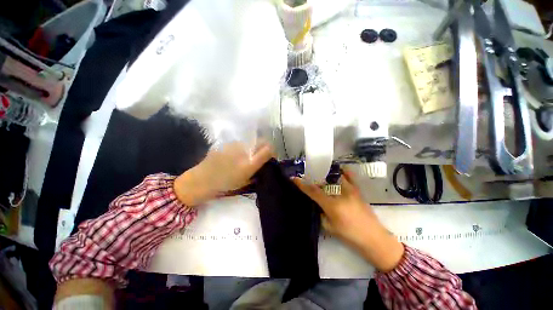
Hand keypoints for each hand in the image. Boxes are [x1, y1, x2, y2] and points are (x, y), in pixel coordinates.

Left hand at [174, 142, 272, 205]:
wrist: (201, 180)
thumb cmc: (225, 184)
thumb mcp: (245, 181)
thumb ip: (258, 171)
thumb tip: (266, 164)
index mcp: (250, 162)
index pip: (269, 149)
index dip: (272, 151)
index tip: (271, 157)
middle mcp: (244, 150)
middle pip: (261, 141)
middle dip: (264, 148)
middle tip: (259, 156)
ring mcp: (234, 144)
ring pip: (250, 142)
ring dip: (252, 147)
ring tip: (246, 156)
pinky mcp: (227, 142)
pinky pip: (240, 143)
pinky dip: (242, 148)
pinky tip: (235, 155)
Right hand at [292, 169, 403, 271]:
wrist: (375, 240)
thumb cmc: (351, 236)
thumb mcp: (330, 228)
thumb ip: (321, 214)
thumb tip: (318, 205)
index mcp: (332, 205)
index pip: (313, 192)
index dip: (302, 185)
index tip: (294, 178)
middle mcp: (341, 195)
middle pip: (322, 183)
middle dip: (313, 180)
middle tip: (307, 178)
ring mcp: (351, 191)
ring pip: (335, 178)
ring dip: (325, 176)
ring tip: (320, 175)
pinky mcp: (358, 192)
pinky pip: (350, 178)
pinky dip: (345, 173)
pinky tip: (341, 170)